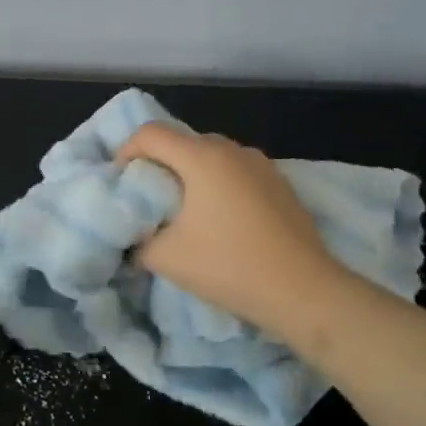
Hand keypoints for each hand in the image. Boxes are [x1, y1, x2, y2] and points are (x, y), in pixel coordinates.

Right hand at [114, 124, 352, 344]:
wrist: (304, 291)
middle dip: (158, 165)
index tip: (121, 184)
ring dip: (189, 175)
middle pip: (181, 142)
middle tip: (148, 200)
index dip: (126, 152)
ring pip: (211, 157)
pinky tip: (221, 222)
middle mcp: (232, 149)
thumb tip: (132, 236)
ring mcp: (261, 164)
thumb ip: (137, 240)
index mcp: (202, 157)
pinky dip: (218, 185)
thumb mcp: (166, 258)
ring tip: (184, 212)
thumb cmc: (229, 266)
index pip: (150, 134)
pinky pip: (236, 172)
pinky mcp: (280, 183)